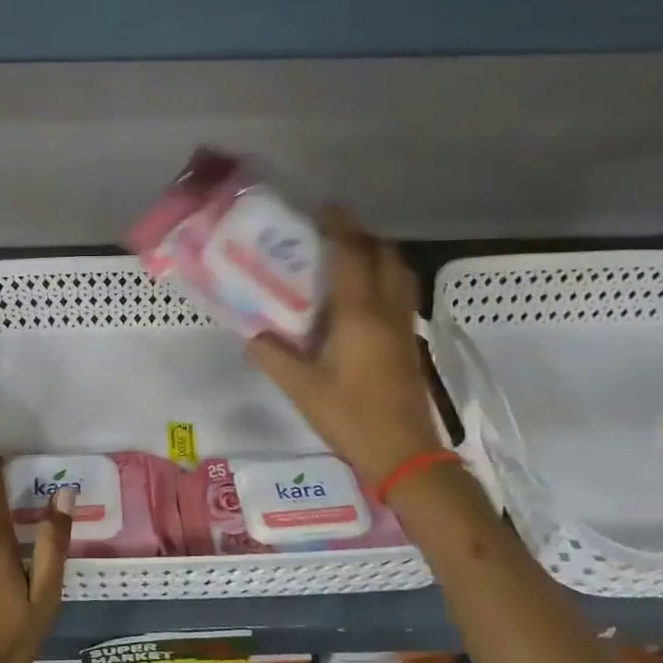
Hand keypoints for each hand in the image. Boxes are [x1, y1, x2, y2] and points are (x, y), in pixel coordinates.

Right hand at [247, 207, 444, 484]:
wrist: (405, 453)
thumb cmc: (351, 416)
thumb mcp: (302, 388)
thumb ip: (273, 357)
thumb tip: (251, 335)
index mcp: (358, 314)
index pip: (351, 256)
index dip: (338, 227)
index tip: (324, 208)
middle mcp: (386, 310)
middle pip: (383, 255)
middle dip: (361, 236)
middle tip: (332, 234)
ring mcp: (404, 325)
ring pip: (399, 272)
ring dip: (378, 255)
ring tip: (350, 258)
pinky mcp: (410, 342)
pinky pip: (402, 293)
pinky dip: (386, 278)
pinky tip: (365, 297)